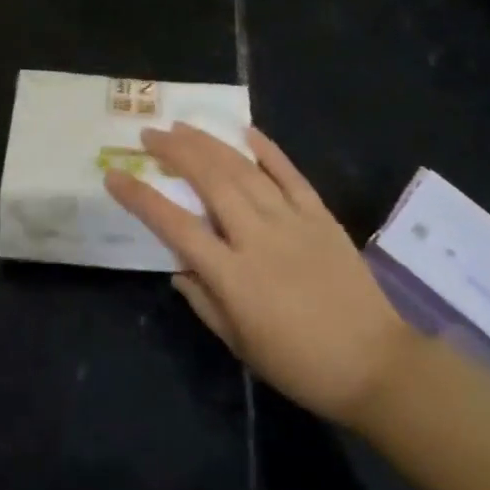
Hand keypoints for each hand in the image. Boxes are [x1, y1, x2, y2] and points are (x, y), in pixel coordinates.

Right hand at [105, 124, 411, 430]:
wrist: (374, 364)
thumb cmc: (299, 364)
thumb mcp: (240, 344)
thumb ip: (203, 301)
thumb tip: (177, 266)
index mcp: (233, 276)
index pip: (175, 226)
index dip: (140, 197)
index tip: (115, 175)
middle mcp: (258, 238)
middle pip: (210, 181)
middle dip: (175, 151)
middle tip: (150, 134)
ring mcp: (292, 221)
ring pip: (244, 169)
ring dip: (209, 143)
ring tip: (183, 125)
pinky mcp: (320, 215)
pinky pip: (289, 173)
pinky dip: (266, 148)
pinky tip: (244, 130)